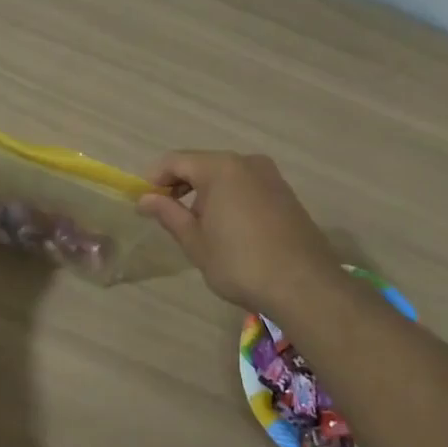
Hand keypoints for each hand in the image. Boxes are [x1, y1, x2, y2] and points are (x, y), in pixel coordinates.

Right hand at [138, 151, 339, 313]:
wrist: (304, 285)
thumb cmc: (240, 263)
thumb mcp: (196, 242)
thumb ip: (169, 214)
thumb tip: (146, 199)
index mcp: (220, 167)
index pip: (175, 161)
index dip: (154, 178)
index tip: (143, 201)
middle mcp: (247, 162)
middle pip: (202, 164)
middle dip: (180, 185)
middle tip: (166, 214)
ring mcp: (271, 176)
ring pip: (226, 175)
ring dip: (206, 192)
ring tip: (196, 224)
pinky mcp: (286, 193)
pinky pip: (247, 186)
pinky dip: (230, 197)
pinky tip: (227, 227)